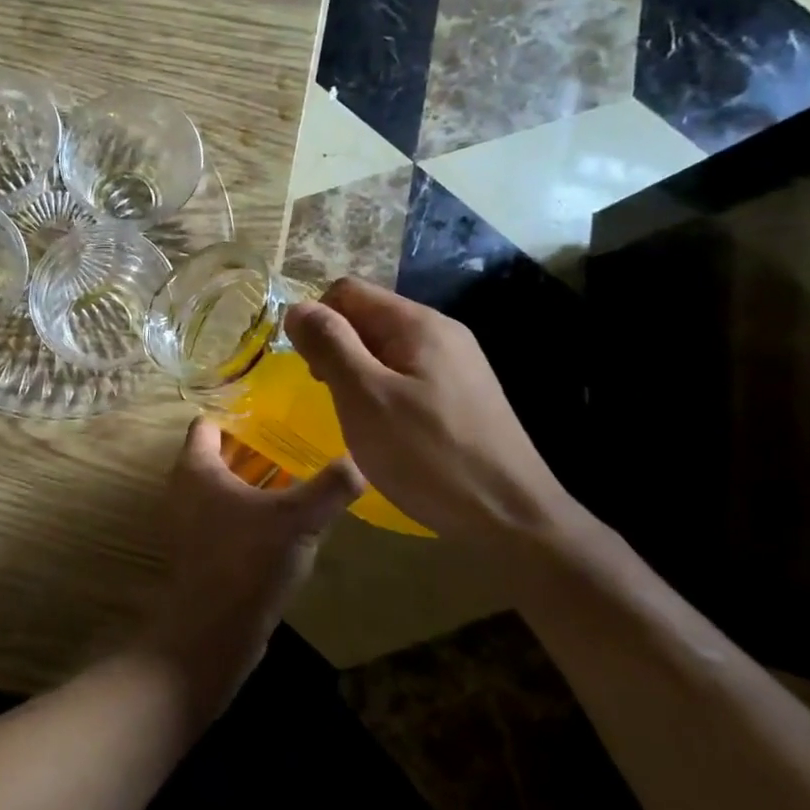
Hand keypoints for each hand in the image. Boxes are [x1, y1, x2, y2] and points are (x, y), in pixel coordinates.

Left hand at [136, 418, 361, 714]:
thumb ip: (330, 486)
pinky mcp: (200, 551)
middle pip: (219, 454)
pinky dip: (249, 512)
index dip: (240, 413)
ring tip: (298, 479)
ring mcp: (188, 522)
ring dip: (254, 482)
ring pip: (223, 488)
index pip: (210, 422)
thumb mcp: (297, 519)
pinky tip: (284, 523)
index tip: (276, 412)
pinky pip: (225, 517)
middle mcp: (183, 488)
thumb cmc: (247, 560)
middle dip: (255, 448)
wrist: (211, 632)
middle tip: (297, 442)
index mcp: (196, 467)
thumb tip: (359, 460)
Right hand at [283, 278, 580, 545]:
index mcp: (418, 323)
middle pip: (368, 317)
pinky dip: (382, 393)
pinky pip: (406, 375)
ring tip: (355, 418)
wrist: (511, 518)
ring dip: (357, 374)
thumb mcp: (364, 397)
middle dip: (336, 349)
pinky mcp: (462, 396)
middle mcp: (441, 333)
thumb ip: (329, 345)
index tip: (310, 369)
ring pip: (385, 349)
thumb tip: (297, 308)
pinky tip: (385, 431)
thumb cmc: (428, 455)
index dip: (317, 320)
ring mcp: (457, 365)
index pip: (348, 291)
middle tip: (331, 398)